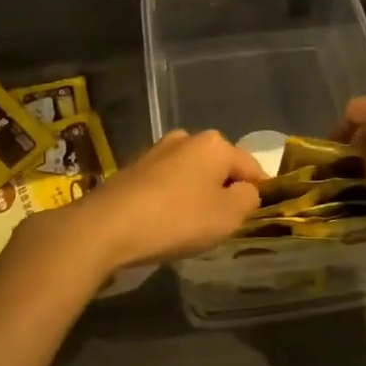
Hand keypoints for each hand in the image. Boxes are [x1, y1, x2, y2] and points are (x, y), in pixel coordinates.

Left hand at [25, 130, 263, 278]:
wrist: (107, 226)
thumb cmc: (177, 219)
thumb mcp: (228, 216)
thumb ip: (249, 199)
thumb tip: (246, 190)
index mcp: (215, 144)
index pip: (252, 168)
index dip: (258, 194)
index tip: (252, 219)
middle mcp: (186, 138)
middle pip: (219, 168)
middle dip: (224, 192)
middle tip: (221, 226)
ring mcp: (157, 150)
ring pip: (192, 174)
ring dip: (197, 195)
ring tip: (190, 227)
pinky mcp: (134, 167)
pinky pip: (167, 183)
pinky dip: (172, 199)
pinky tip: (164, 222)